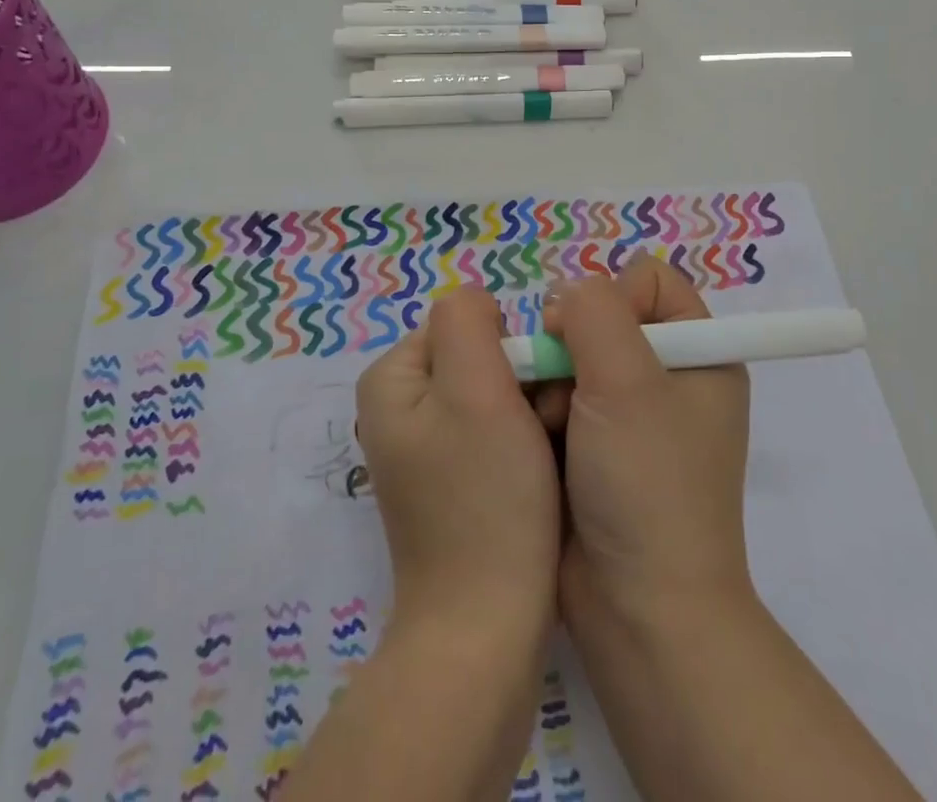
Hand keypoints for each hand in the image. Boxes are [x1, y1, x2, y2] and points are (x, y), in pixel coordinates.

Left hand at [356, 289, 561, 645]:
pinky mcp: (450, 484)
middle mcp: (399, 408)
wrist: (486, 630)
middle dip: (520, 382)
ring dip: (527, 413)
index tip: (530, 392)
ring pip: (492, 396)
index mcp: (391, 379)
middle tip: (543, 425)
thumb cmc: (486, 498)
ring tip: (545, 453)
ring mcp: (424, 449)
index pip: (463, 323)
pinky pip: (492, 436)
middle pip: (477, 358)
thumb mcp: (475, 387)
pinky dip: (521, 446)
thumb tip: (478, 306)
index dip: (506, 347)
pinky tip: (537, 476)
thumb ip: (468, 321)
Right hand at [539, 258, 753, 632]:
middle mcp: (667, 377)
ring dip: (550, 382)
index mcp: (699, 353)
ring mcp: (630, 415)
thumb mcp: (628, 381)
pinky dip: (542, 411)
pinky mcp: (595, 447)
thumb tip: (566, 299)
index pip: (649, 279)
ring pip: (570, 357)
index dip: (614, 296)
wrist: (638, 610)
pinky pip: (557, 397)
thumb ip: (594, 311)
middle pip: (602, 316)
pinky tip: (539, 441)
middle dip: (570, 344)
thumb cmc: (646, 484)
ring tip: (548, 424)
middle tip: (560, 383)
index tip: (590, 336)